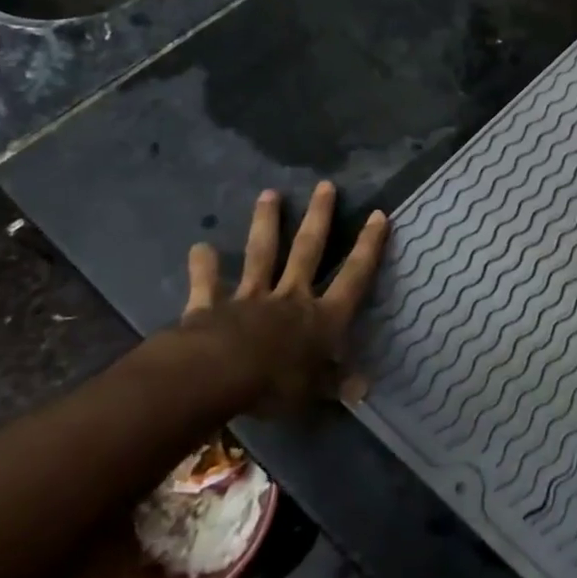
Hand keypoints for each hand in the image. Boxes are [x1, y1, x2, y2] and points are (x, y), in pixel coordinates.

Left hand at [176, 181, 387, 417]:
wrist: (217, 375)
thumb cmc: (275, 384)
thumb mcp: (314, 392)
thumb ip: (335, 384)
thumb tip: (364, 389)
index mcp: (322, 317)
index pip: (353, 276)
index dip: (368, 247)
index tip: (378, 215)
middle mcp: (291, 298)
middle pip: (308, 251)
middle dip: (319, 218)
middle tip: (326, 185)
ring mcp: (250, 298)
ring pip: (262, 255)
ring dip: (266, 224)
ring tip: (269, 194)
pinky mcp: (211, 307)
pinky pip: (208, 285)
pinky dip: (203, 267)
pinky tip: (198, 248)